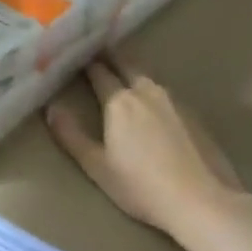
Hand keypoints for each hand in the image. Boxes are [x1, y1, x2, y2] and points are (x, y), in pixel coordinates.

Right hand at [46, 55, 246, 237]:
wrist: (200, 199)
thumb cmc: (141, 186)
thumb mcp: (97, 166)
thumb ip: (71, 136)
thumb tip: (51, 108)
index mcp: (119, 101)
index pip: (99, 73)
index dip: (87, 63)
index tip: (78, 54)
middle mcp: (147, 92)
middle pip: (127, 65)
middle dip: (112, 57)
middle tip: (100, 51)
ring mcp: (174, 101)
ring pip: (148, 78)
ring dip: (134, 72)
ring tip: (124, 73)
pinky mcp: (194, 114)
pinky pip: (166, 93)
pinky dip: (153, 91)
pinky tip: (153, 104)